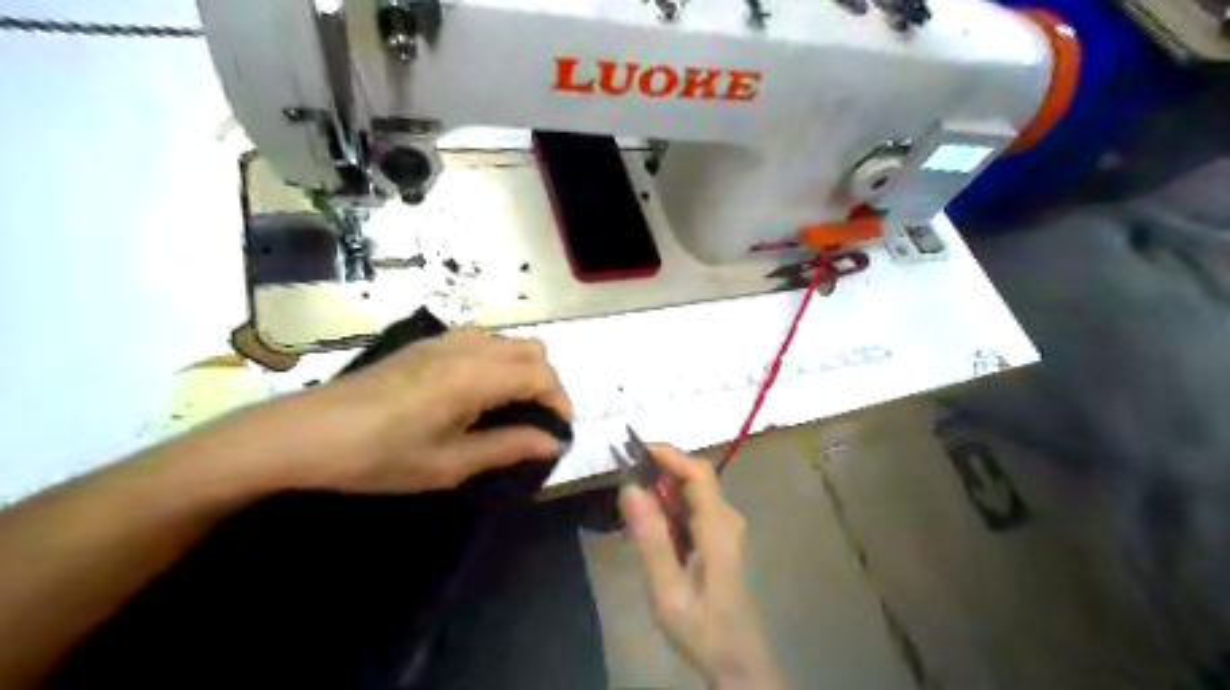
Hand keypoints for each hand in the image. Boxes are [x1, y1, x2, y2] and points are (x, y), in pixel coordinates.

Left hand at [276, 331, 568, 493]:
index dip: (560, 402)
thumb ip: (508, 447)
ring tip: (511, 409)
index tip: (559, 432)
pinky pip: (483, 342)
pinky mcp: (427, 344)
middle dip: (547, 383)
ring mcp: (445, 341)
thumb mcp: (449, 463)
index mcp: (475, 376)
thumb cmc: (379, 456)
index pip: (541, 375)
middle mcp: (468, 348)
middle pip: (533, 350)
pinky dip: (499, 362)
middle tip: (538, 422)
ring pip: (509, 342)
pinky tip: (478, 394)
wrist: (306, 434)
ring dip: (523, 370)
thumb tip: (554, 442)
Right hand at [615, 446, 786, 686]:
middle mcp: (727, 518)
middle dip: (659, 468)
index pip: (697, 472)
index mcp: (718, 527)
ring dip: (662, 486)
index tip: (633, 449)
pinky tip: (649, 521)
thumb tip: (631, 488)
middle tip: (622, 474)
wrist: (738, 662)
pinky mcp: (721, 537)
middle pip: (695, 477)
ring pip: (693, 491)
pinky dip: (669, 503)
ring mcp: (726, 528)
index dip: (667, 454)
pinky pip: (693, 507)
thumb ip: (650, 539)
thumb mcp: (667, 591)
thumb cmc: (702, 629)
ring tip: (629, 497)